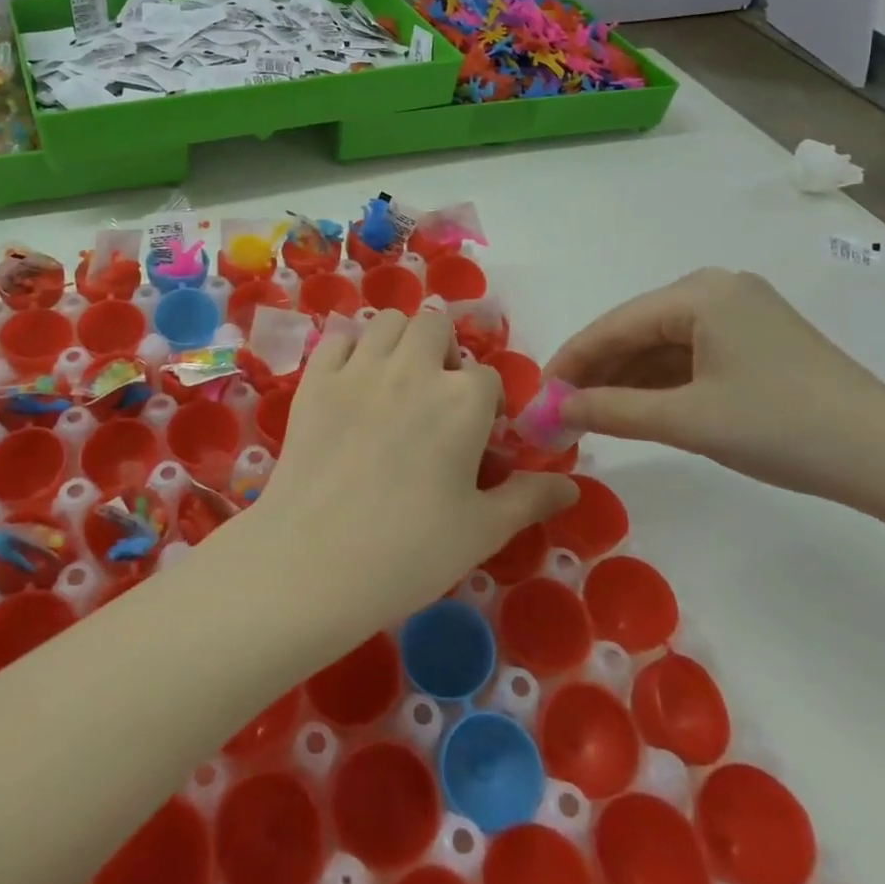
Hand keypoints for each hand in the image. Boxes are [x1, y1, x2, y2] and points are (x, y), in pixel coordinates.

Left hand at [251, 309, 577, 640]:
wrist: (313, 562)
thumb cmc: (409, 552)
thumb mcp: (482, 531)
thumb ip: (529, 498)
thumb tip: (570, 486)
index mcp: (462, 399)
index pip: (488, 378)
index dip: (486, 406)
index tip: (475, 439)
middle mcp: (413, 368)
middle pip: (436, 328)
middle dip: (443, 353)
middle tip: (436, 397)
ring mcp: (359, 368)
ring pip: (387, 321)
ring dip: (400, 342)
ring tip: (396, 382)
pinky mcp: (315, 379)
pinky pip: (337, 338)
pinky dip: (350, 349)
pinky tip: (351, 384)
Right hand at [546, 268, 884, 515]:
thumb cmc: (784, 429)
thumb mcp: (688, 420)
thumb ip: (611, 410)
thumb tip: (552, 409)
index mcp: (700, 292)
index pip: (614, 325)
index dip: (571, 361)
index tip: (537, 395)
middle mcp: (718, 288)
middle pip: (637, 330)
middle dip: (597, 371)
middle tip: (561, 410)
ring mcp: (741, 312)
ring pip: (663, 344)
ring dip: (627, 379)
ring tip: (589, 414)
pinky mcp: (758, 339)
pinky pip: (691, 354)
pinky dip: (661, 382)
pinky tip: (636, 407)